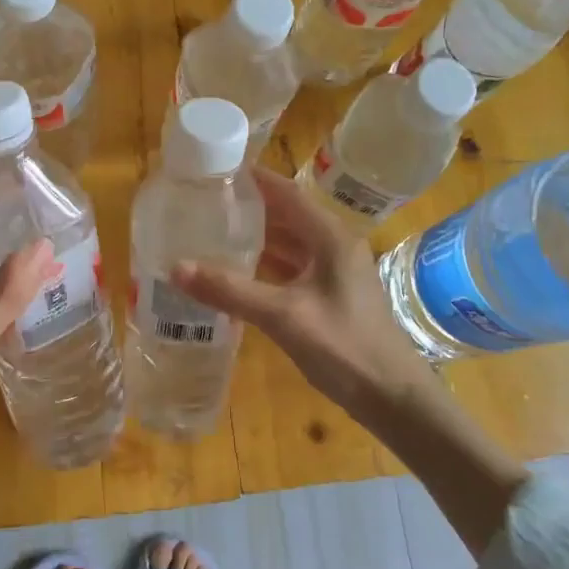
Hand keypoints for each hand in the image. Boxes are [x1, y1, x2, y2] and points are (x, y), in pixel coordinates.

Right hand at [174, 167, 525, 555]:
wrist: (393, 397)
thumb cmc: (344, 347)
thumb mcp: (283, 316)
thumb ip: (230, 290)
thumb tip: (175, 267)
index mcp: (330, 237)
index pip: (286, 191)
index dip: (252, 178)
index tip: (214, 170)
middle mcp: (334, 245)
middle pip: (286, 214)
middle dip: (248, 206)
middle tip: (203, 203)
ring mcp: (334, 271)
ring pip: (290, 241)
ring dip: (257, 236)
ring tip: (213, 231)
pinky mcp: (331, 295)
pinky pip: (293, 266)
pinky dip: (266, 263)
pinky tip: (238, 271)